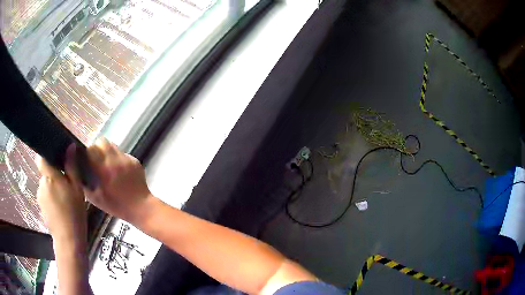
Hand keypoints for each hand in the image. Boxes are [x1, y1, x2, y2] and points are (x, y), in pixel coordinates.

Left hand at [36, 144, 86, 243]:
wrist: (68, 240)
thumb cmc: (74, 213)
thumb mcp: (77, 189)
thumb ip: (71, 167)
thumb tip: (70, 146)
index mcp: (50, 177)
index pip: (42, 157)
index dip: (47, 155)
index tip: (56, 160)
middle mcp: (41, 183)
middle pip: (46, 172)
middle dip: (54, 176)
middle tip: (66, 187)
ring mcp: (39, 195)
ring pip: (46, 185)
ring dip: (53, 188)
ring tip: (64, 201)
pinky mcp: (40, 206)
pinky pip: (45, 195)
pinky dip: (51, 198)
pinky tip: (60, 209)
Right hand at [83, 138, 151, 222]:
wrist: (141, 207)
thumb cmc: (117, 206)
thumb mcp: (96, 200)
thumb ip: (85, 185)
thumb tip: (79, 173)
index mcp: (104, 169)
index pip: (91, 148)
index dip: (87, 152)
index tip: (86, 159)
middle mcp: (115, 160)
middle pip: (102, 141)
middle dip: (97, 147)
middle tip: (96, 159)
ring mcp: (126, 159)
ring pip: (113, 146)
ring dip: (107, 151)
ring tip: (107, 164)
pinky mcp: (134, 160)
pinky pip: (123, 154)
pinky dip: (118, 159)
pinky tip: (119, 170)